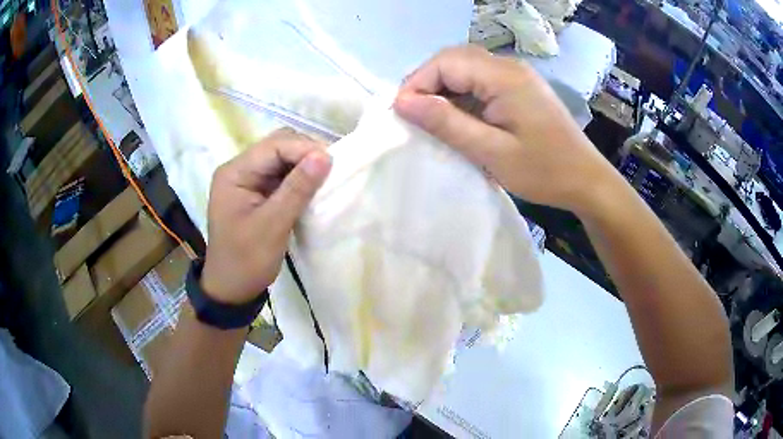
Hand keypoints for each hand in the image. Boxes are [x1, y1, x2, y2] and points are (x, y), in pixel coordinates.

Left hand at [201, 129, 331, 304]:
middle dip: (306, 153)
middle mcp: (240, 169)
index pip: (274, 146)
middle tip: (332, 170)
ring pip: (283, 159)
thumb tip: (325, 156)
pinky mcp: (258, 192)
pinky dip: (300, 178)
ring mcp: (249, 180)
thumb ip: (297, 189)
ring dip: (305, 165)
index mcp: (234, 173)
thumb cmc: (246, 261)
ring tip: (327, 178)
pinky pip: (283, 175)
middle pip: (278, 146)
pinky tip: (314, 187)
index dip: (305, 148)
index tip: (334, 162)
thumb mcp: (272, 226)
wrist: (232, 289)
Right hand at [394, 45, 619, 215]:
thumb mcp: (491, 151)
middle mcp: (509, 66)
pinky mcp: (520, 88)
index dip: (417, 83)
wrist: (587, 180)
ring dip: (444, 89)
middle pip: (454, 59)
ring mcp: (517, 75)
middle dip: (427, 83)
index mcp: (504, 76)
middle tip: (414, 116)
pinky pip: (481, 81)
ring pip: (466, 68)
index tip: (402, 114)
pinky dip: (462, 95)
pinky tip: (459, 118)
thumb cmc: (544, 171)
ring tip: (432, 119)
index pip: (446, 62)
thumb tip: (401, 102)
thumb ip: (447, 123)